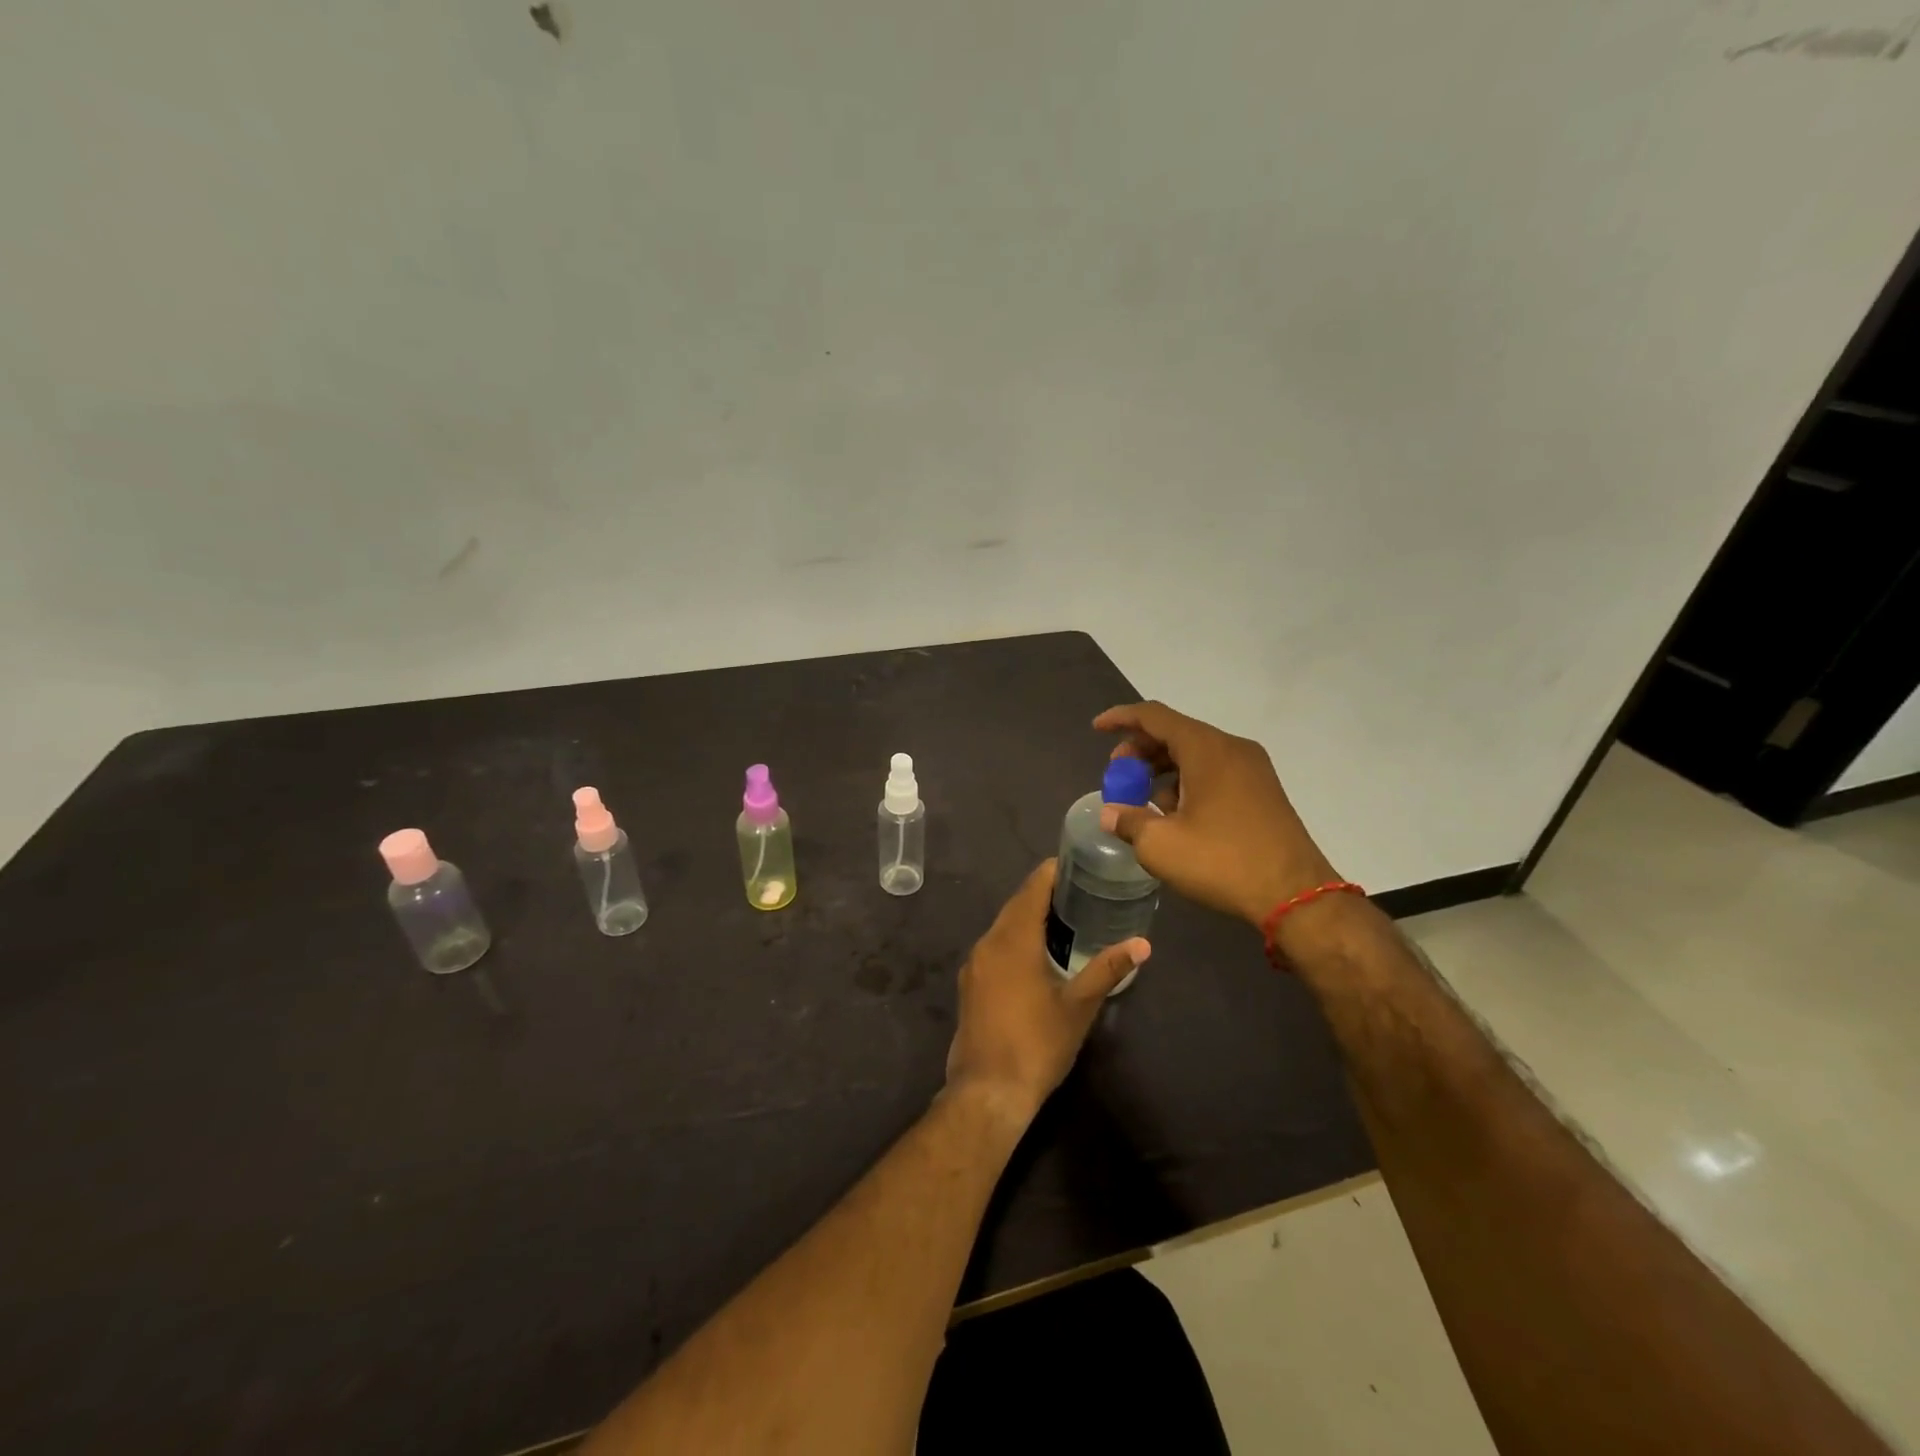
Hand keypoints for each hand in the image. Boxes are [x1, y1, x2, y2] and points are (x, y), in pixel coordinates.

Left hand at [945, 860, 1148, 1120]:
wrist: (987, 1091)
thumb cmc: (1037, 1044)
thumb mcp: (1078, 1006)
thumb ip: (1107, 969)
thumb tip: (1142, 944)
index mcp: (1013, 940)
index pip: (1032, 889)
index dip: (1052, 872)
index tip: (1076, 863)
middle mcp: (988, 943)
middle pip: (1016, 905)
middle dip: (1043, 893)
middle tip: (1078, 889)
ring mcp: (974, 964)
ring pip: (1003, 926)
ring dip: (1028, 917)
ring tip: (1063, 917)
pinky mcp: (970, 984)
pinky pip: (994, 946)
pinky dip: (1015, 938)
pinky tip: (1036, 953)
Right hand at [1093, 700, 1339, 927]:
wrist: (1295, 895)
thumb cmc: (1222, 862)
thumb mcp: (1161, 845)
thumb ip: (1128, 821)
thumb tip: (1110, 814)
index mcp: (1206, 749)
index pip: (1154, 716)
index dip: (1121, 718)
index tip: (1097, 729)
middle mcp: (1232, 748)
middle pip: (1176, 732)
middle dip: (1140, 750)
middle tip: (1118, 775)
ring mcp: (1252, 769)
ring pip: (1196, 753)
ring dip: (1163, 769)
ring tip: (1143, 800)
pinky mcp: (1262, 791)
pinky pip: (1215, 771)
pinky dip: (1187, 781)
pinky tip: (1175, 814)